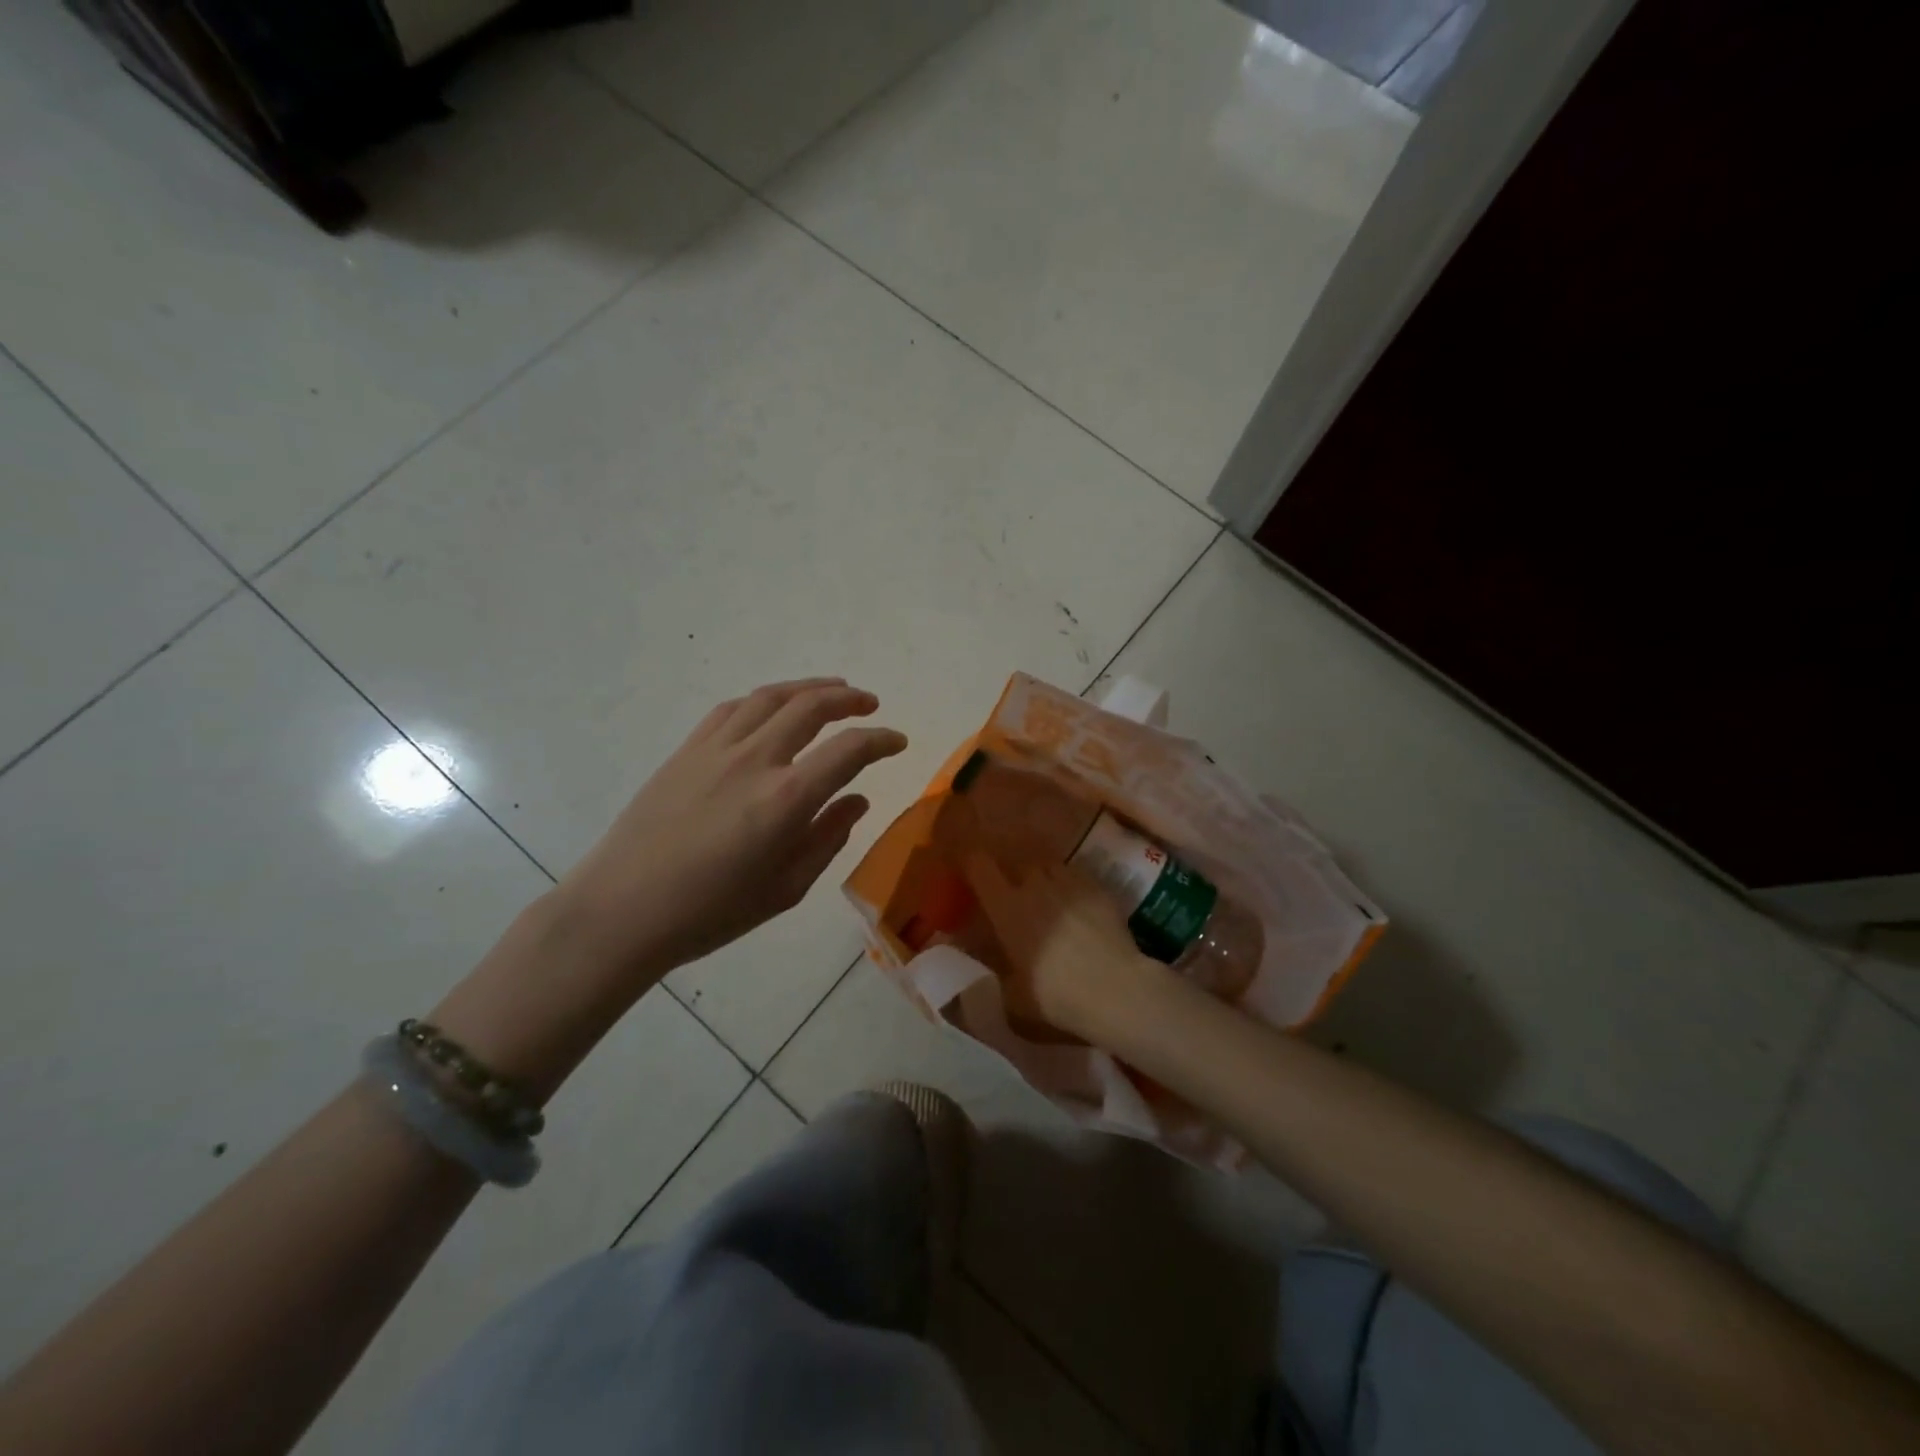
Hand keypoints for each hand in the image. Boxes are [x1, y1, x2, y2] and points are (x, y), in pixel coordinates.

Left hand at [556, 678, 907, 980]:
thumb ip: (827, 838)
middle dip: (849, 699)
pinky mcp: (687, 750)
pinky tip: (772, 706)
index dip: (880, 741)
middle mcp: (755, 760)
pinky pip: (732, 708)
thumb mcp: (786, 889)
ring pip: (771, 697)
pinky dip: (763, 699)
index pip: (849, 750)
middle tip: (869, 703)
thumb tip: (857, 800)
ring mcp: (716, 749)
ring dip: (808, 687)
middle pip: (811, 707)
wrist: (623, 910)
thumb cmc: (711, 912)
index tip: (897, 742)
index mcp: (786, 800)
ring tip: (831, 689)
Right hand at [960, 851, 1168, 1042]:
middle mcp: (1034, 885)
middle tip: (1017, 896)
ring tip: (1049, 897)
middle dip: (1015, 876)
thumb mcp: (1013, 997)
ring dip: (1044, 877)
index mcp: (1006, 907)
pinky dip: (1072, 886)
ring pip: (1050, 866)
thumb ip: (997, 976)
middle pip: (1019, 864)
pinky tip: (1078, 906)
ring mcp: (1069, 882)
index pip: (979, 866)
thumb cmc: (1056, 995)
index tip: (973, 874)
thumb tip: (990, 972)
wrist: (1115, 988)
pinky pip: (1077, 876)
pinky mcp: (1098, 887)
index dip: (974, 865)